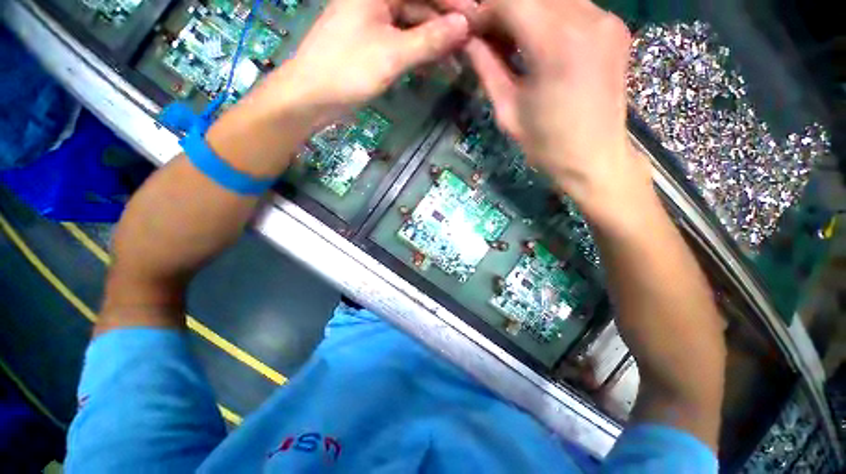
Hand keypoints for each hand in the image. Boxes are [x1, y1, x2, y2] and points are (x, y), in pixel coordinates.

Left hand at [265, 0, 469, 117]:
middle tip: (471, 43)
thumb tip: (464, 26)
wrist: (312, 96)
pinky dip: (420, 54)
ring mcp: (375, 22)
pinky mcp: (373, 44)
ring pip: (414, 26)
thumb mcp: (392, 54)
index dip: (453, 3)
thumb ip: (428, 39)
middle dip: (446, 23)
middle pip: (420, 5)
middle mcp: (377, 0)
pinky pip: (404, 42)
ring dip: (435, 42)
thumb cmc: (348, 70)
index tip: (477, 19)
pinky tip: (437, 66)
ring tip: (459, 59)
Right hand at [465, 0, 651, 221]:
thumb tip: (468, 40)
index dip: (484, 12)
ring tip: (512, 43)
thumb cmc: (546, 144)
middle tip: (488, 38)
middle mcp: (588, 18)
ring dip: (527, 12)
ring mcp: (607, 19)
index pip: (510, 1)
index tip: (471, 31)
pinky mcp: (616, 27)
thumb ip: (487, 68)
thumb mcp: (507, 110)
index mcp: (557, 43)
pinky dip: (550, 18)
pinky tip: (539, 43)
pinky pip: (574, 8)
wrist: (594, 159)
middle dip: (504, 11)